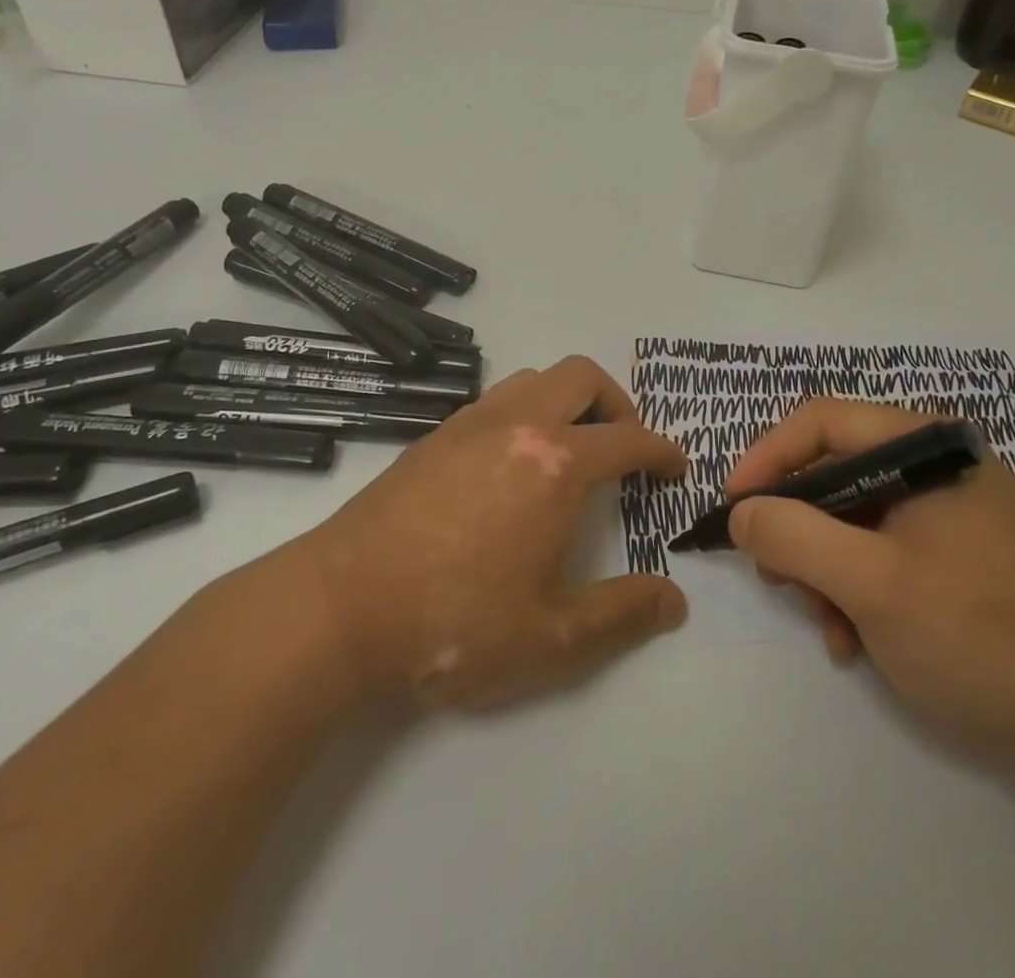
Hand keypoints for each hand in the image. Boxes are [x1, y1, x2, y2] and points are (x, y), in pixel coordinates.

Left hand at [271, 356, 689, 708]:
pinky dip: (526, 411)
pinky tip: (513, 465)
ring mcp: (470, 423)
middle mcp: (517, 424)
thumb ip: (621, 615)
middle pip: (582, 377)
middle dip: (617, 404)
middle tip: (624, 450)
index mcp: (555, 465)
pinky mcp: (435, 434)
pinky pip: (497, 398)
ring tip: (570, 451)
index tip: (674, 468)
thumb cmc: (453, 624)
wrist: (339, 608)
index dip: (662, 450)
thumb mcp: (550, 638)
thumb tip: (675, 603)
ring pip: (535, 378)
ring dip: (567, 401)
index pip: (628, 439)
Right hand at [724, 399, 1014, 763]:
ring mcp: (954, 510)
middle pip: (837, 471)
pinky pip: (885, 549)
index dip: (768, 458)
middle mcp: (941, 465)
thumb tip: (741, 514)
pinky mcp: (961, 553)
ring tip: (827, 627)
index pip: (824, 422)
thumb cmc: (976, 639)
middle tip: (775, 577)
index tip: (734, 508)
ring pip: (855, 516)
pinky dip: (858, 588)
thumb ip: (793, 537)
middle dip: (798, 527)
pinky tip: (857, 640)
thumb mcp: (869, 585)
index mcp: (929, 446)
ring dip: (825, 570)